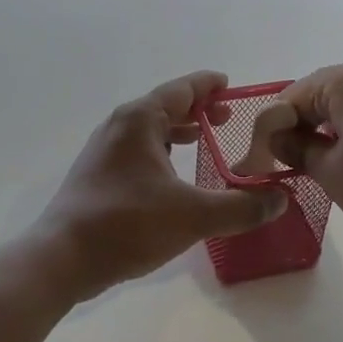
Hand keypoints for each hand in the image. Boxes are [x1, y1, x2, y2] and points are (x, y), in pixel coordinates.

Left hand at [36, 71, 288, 291]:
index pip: (182, 89)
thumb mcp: (194, 216)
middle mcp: (119, 126)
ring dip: (176, 132)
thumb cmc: (127, 225)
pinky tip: (171, 177)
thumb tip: (281, 200)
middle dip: (196, 110)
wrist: (61, 257)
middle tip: (226, 119)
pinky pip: (136, 151)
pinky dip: (159, 152)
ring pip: (148, 130)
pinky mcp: (95, 174)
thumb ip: (241, 207)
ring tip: (201, 141)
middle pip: (164, 106)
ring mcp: (102, 150)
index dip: (209, 86)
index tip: (230, 84)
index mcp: (140, 120)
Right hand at [247, 63, 342, 242]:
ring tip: (326, 168)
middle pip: (320, 96)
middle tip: (291, 167)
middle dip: (301, 129)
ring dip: (330, 131)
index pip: (290, 99)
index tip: (263, 164)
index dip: (270, 132)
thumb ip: (298, 150)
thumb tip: (277, 137)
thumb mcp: (334, 174)